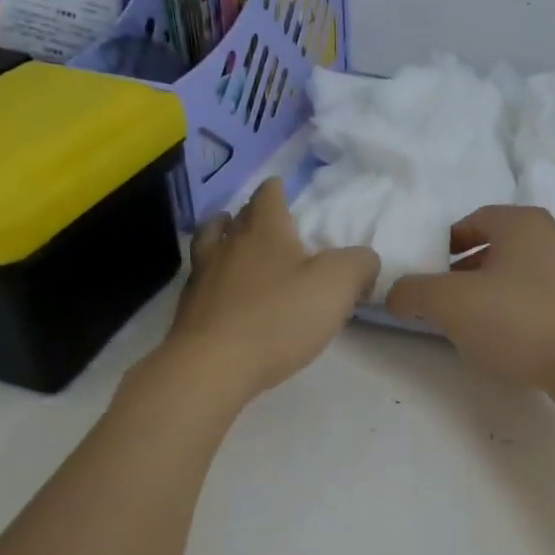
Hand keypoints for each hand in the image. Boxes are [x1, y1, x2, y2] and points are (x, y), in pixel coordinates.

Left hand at [159, 177, 378, 402]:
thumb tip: (364, 260)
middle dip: (250, 215)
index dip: (277, 189)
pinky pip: (203, 282)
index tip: (282, 188)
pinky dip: (215, 280)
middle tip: (266, 222)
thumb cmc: (279, 316)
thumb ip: (359, 264)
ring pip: (209, 245)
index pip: (268, 196)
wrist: (214, 366)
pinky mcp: (189, 311)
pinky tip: (227, 294)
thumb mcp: (337, 284)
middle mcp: (228, 245)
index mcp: (264, 230)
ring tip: (235, 248)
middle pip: (234, 217)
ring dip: (222, 240)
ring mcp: (202, 277)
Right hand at [386, 205, 554, 389]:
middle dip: (465, 272)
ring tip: (472, 326)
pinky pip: (539, 299)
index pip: (473, 220)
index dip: (445, 244)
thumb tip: (395, 295)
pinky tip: (507, 341)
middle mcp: (552, 236)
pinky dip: (517, 312)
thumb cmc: (519, 319)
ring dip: (491, 294)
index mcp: (522, 222)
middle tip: (445, 302)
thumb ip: (414, 292)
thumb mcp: (450, 303)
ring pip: (518, 275)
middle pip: (496, 248)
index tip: (429, 273)